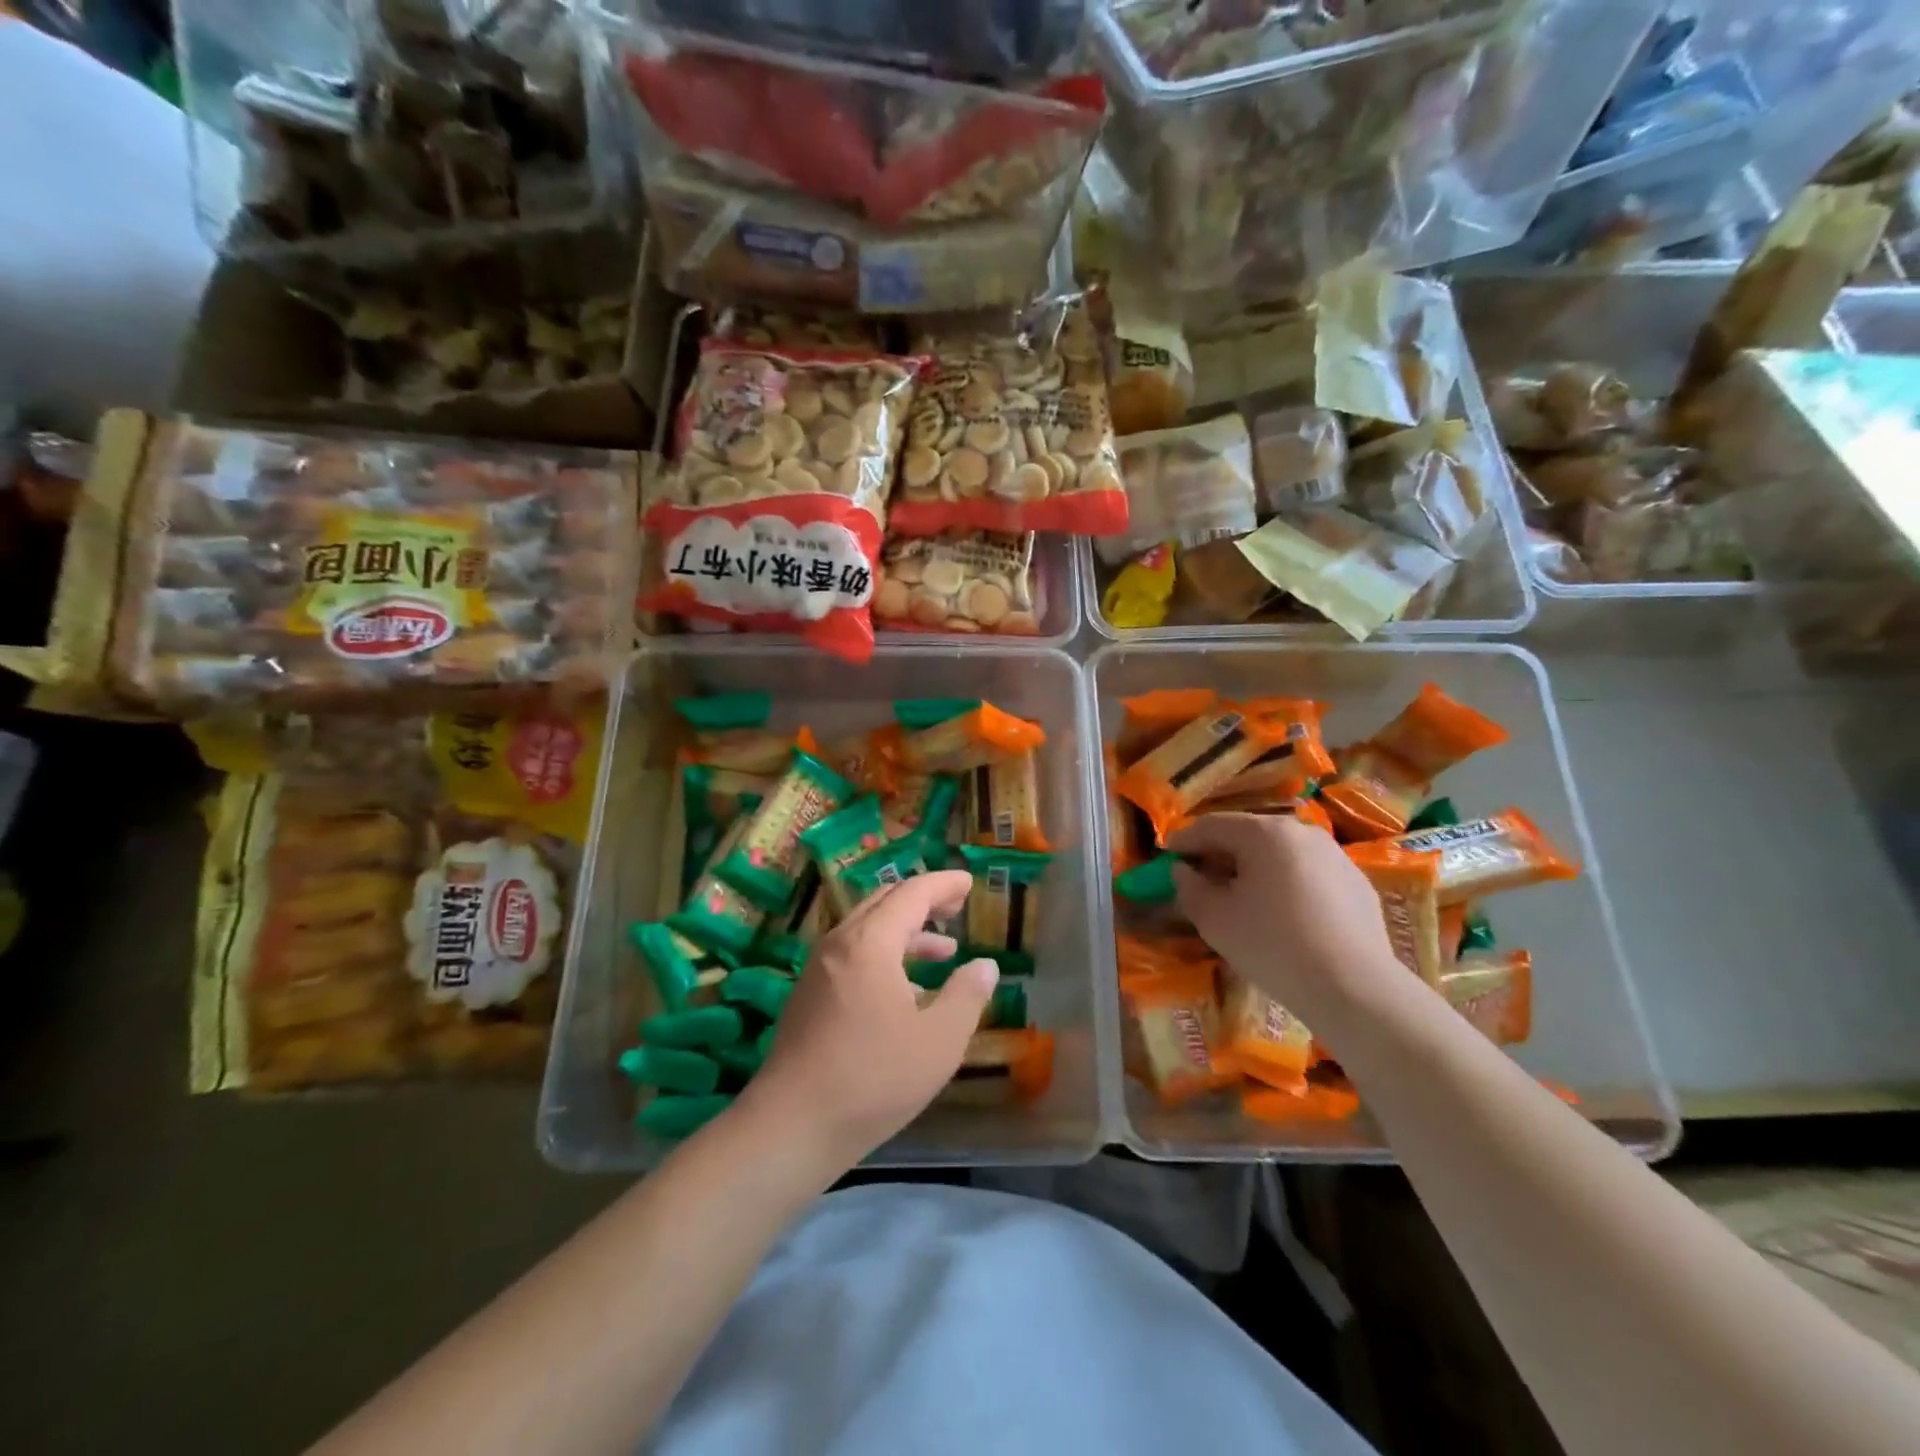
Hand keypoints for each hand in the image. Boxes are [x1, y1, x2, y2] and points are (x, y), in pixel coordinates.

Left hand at [740, 870, 997, 1170]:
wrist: (792, 1126)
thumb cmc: (874, 1078)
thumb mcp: (939, 1040)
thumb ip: (967, 996)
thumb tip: (984, 965)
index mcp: (870, 943)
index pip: (911, 894)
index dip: (943, 884)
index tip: (969, 882)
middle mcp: (839, 944)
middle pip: (884, 903)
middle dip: (923, 900)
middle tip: (956, 906)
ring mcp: (818, 969)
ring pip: (867, 931)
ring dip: (906, 932)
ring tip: (943, 950)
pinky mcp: (809, 996)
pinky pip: (853, 955)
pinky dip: (885, 955)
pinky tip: (906, 990)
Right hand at [1169, 814, 1403, 1028]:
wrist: (1355, 988)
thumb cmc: (1272, 944)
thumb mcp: (1214, 919)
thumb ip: (1189, 888)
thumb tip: (1183, 871)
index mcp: (1264, 832)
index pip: (1211, 825)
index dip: (1183, 841)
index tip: (1166, 858)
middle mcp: (1302, 832)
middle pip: (1248, 835)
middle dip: (1220, 854)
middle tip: (1201, 879)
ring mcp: (1335, 856)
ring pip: (1280, 854)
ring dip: (1254, 869)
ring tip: (1241, 899)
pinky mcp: (1357, 883)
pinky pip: (1308, 875)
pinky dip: (1286, 885)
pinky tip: (1282, 917)